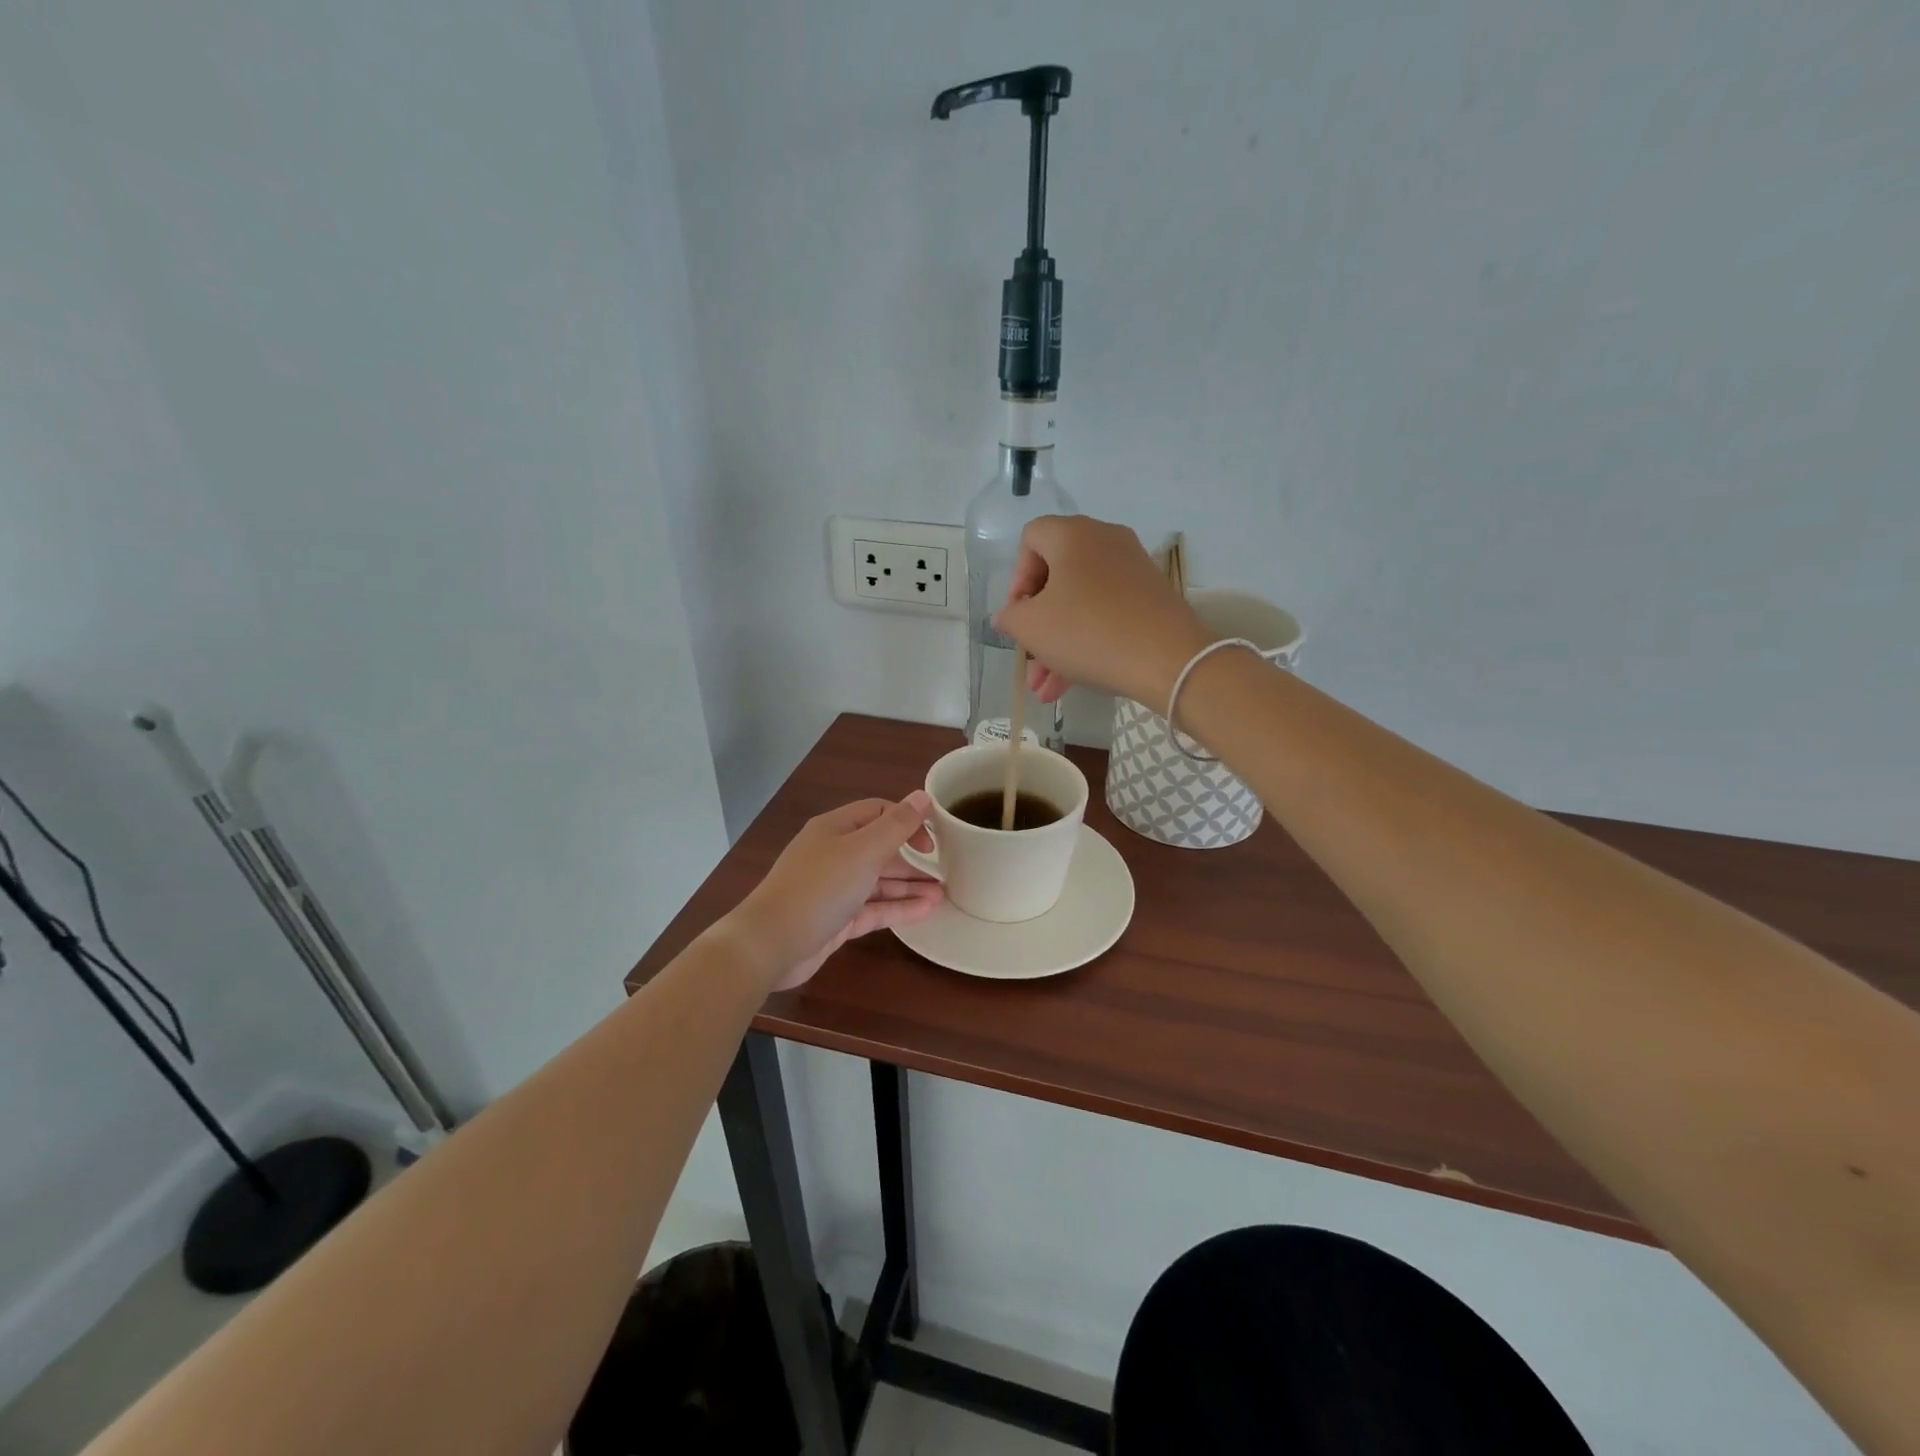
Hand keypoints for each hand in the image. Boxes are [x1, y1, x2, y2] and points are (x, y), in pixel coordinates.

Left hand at [725, 795, 941, 991]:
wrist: (771, 944)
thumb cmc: (819, 888)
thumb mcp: (863, 852)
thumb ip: (896, 826)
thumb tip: (922, 796)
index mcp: (836, 829)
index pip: (878, 812)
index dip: (908, 821)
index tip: (933, 840)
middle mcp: (834, 854)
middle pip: (880, 848)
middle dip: (912, 858)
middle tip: (946, 869)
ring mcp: (834, 889)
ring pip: (879, 882)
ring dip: (909, 885)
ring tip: (944, 893)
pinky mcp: (837, 920)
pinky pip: (873, 908)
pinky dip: (898, 908)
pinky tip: (926, 911)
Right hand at [992, 516, 1210, 709]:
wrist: (1169, 659)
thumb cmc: (1088, 632)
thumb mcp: (1032, 628)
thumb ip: (1010, 617)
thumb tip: (1011, 615)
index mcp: (1073, 535)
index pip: (1031, 538)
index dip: (1017, 577)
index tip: (1019, 614)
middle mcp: (1105, 541)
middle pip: (1057, 576)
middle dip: (1036, 623)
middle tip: (1028, 657)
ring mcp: (1132, 570)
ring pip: (1081, 604)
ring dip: (1057, 645)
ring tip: (1043, 689)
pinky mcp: (1151, 598)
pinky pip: (1106, 615)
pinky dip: (1086, 643)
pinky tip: (1069, 685)